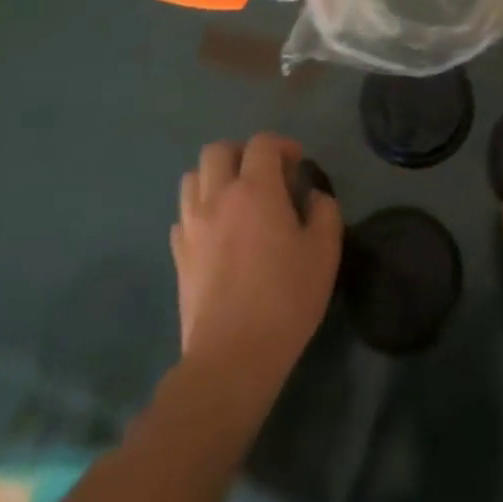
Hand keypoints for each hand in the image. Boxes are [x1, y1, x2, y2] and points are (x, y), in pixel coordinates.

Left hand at [172, 134, 342, 381]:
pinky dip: (199, 212)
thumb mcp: (324, 251)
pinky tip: (217, 233)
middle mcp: (218, 196)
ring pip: (192, 178)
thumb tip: (313, 196)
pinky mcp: (178, 256)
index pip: (261, 143)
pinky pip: (183, 216)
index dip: (282, 145)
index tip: (297, 165)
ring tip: (235, 200)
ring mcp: (192, 226)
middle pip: (217, 150)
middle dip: (241, 153)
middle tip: (263, 175)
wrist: (231, 358)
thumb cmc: (284, 298)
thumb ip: (324, 211)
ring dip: (214, 178)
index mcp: (255, 188)